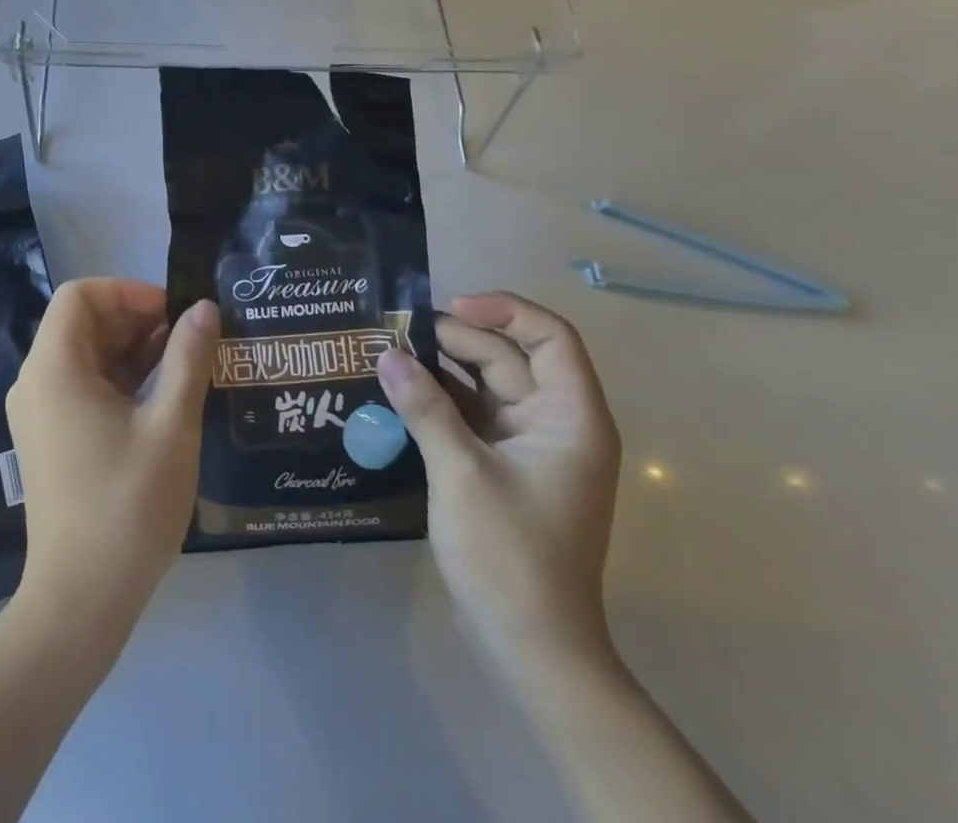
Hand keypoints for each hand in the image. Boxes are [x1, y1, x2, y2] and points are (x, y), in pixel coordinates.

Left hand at [6, 280, 216, 628]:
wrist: (80, 601)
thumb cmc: (127, 505)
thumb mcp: (170, 425)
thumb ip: (188, 358)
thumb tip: (204, 308)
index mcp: (54, 368)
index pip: (80, 295)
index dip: (127, 292)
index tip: (172, 313)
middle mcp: (35, 382)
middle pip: (81, 323)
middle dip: (135, 320)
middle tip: (187, 339)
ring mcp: (38, 413)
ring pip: (84, 355)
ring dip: (131, 350)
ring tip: (183, 365)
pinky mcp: (48, 439)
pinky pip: (81, 386)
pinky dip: (118, 379)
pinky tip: (159, 397)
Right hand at [376, 293, 620, 672]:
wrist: (531, 650)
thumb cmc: (510, 555)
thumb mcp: (461, 472)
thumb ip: (424, 407)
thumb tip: (387, 354)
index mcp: (571, 418)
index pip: (551, 337)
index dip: (504, 310)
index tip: (449, 307)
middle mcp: (557, 423)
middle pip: (510, 358)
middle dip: (456, 339)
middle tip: (398, 334)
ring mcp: (532, 448)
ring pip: (488, 386)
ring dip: (444, 368)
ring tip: (392, 354)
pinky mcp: (507, 468)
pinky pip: (475, 416)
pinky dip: (442, 401)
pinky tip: (401, 393)